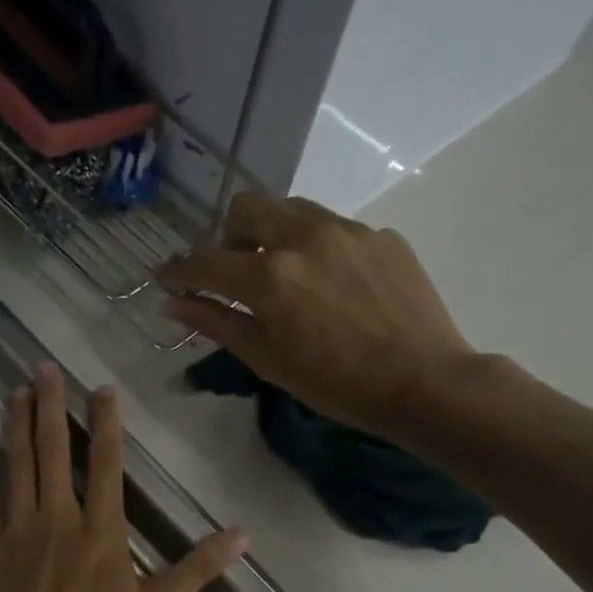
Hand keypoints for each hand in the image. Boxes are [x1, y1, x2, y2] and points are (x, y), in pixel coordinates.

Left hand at [0, 363, 247, 591]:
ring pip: (17, 465)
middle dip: (50, 405)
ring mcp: (17, 529)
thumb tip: (242, 536)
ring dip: (16, 425)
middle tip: (43, 366)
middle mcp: (58, 517)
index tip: (101, 389)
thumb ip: (196, 569)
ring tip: (15, 390)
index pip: (106, 464)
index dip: (106, 423)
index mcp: (102, 531)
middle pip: (54, 450)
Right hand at [157, 193, 478, 442]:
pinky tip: (334, 288)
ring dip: (274, 235)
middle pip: (247, 207)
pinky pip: (334, 228)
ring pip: (292, 210)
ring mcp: (348, 230)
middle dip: (229, 236)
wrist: (424, 382)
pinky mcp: (381, 236)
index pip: (206, 261)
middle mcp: (304, 237)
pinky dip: (317, 249)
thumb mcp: (268, 360)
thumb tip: (173, 303)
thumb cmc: (337, 384)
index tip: (168, 280)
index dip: (179, 270)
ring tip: (287, 277)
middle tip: (236, 273)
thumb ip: (218, 323)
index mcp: (270, 275)